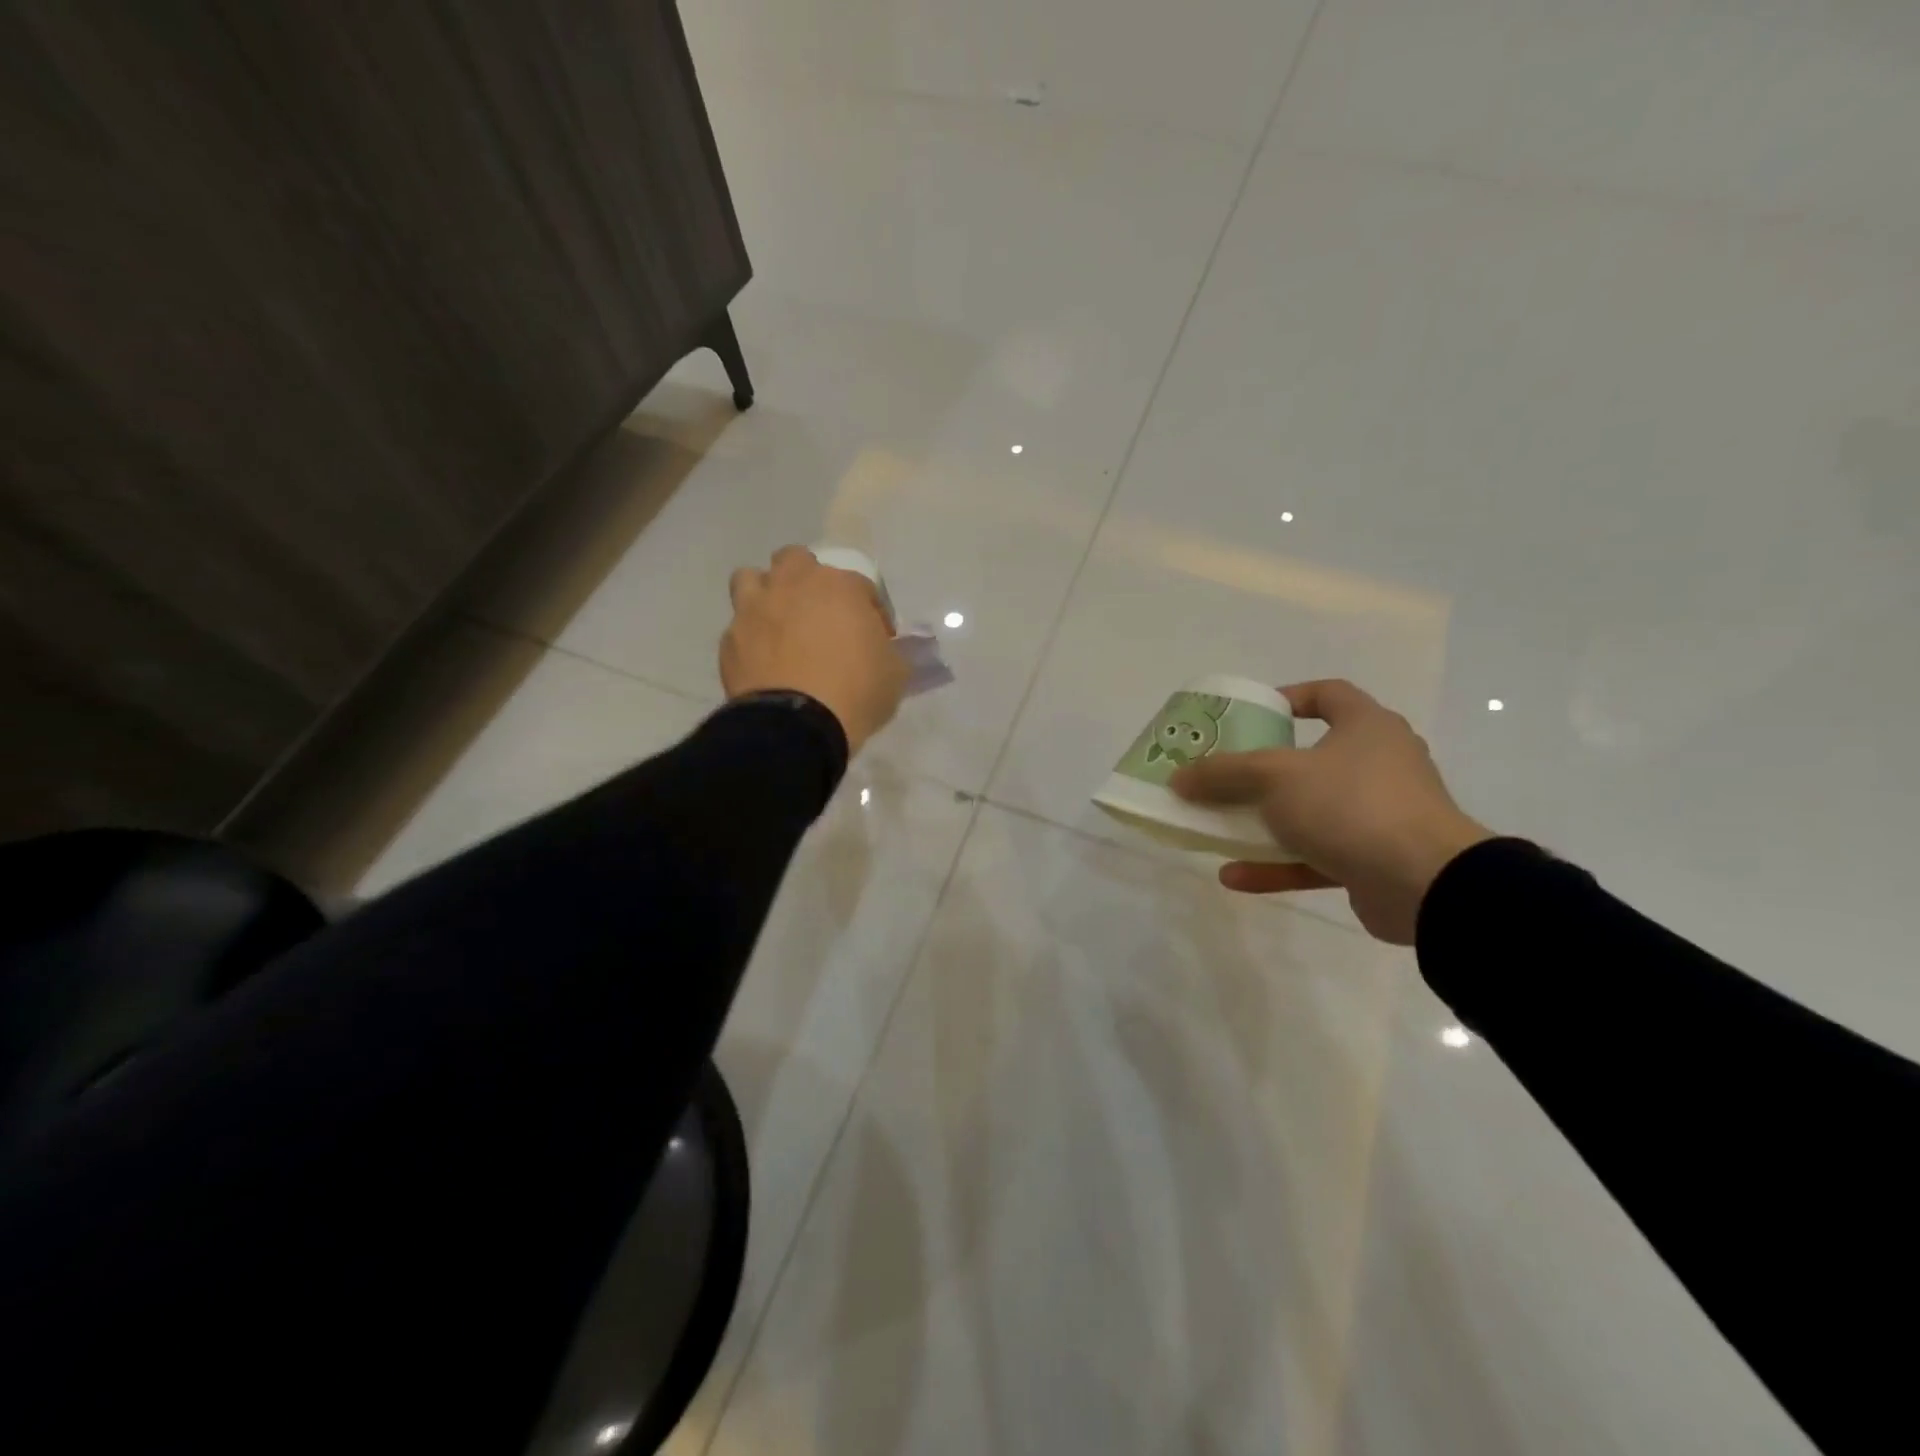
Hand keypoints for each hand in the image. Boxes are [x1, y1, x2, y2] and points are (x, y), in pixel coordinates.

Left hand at [721, 546, 907, 754]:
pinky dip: (751, 640)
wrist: (796, 726)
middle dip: (808, 580)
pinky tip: (763, 664)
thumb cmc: (856, 692)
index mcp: (839, 586)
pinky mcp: (729, 641)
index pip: (861, 585)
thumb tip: (881, 650)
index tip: (876, 638)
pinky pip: (738, 629)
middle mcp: (792, 585)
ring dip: (766, 595)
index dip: (871, 611)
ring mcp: (754, 610)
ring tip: (780, 626)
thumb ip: (888, 651)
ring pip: (751, 579)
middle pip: (795, 561)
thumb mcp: (895, 673)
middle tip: (821, 614)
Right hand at [1170, 680, 1491, 944]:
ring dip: (1262, 823)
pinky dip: (1275, 864)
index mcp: (1367, 728)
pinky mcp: (1373, 861)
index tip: (1251, 715)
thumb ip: (1223, 773)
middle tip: (1223, 776)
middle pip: (1310, 759)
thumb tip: (1178, 777)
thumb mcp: (1274, 777)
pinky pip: (1314, 856)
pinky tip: (1232, 876)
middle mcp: (1378, 765)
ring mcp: (1378, 816)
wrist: (1426, 885)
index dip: (1289, 698)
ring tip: (1218, 828)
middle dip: (1261, 771)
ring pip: (1309, 812)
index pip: (1328, 695)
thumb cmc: (1351, 805)